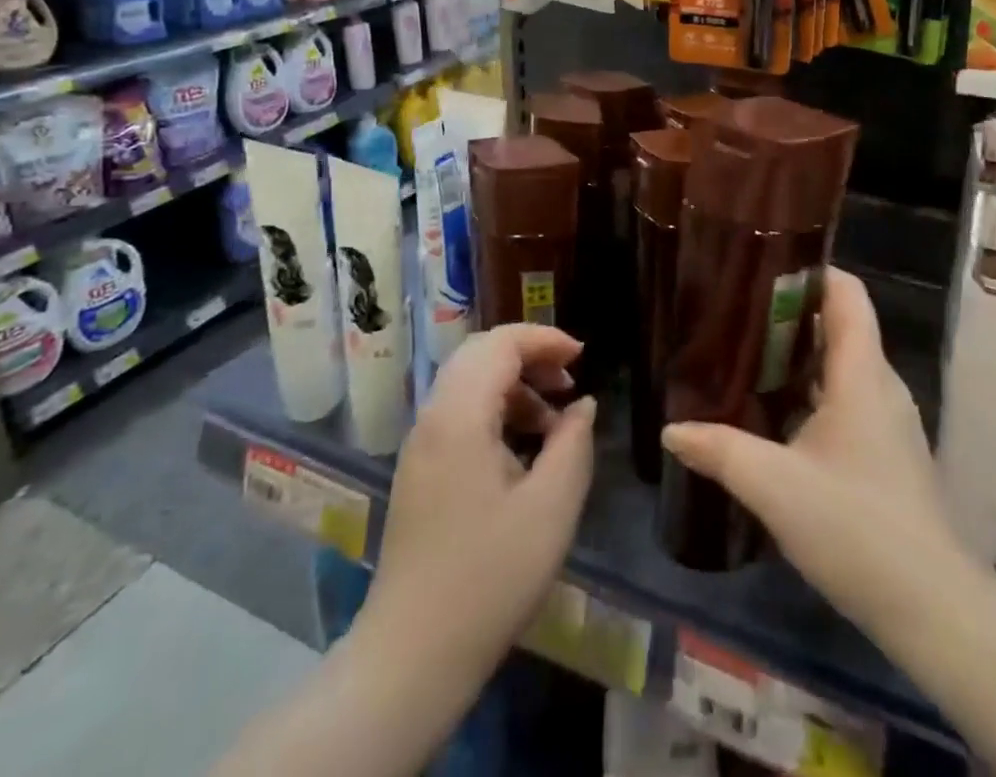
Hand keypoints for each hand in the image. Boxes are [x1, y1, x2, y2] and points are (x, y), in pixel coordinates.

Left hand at [367, 324, 596, 681]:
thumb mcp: (552, 507)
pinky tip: (523, 450)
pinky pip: (458, 414)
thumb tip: (581, 405)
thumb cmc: (490, 576)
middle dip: (529, 355)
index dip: (544, 339)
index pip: (500, 344)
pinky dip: (494, 410)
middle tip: (569, 381)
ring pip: (468, 383)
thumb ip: (574, 442)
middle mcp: (432, 418)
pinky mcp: (418, 472)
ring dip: (513, 385)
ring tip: (554, 420)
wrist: (412, 656)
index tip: (583, 357)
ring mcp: (420, 446)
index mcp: (459, 416)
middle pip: (480, 354)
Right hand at [661, 268, 964, 634]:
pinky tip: (777, 415)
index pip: (847, 293)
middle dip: (792, 314)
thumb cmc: (855, 527)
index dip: (811, 271)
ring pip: (843, 365)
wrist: (931, 607)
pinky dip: (813, 391)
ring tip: (747, 357)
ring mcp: (889, 420)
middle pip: (841, 325)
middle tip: (738, 313)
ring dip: (800, 356)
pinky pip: (848, 398)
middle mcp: (880, 385)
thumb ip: (721, 451)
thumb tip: (671, 430)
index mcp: (862, 373)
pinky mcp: (888, 452)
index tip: (763, 268)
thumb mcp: (775, 486)